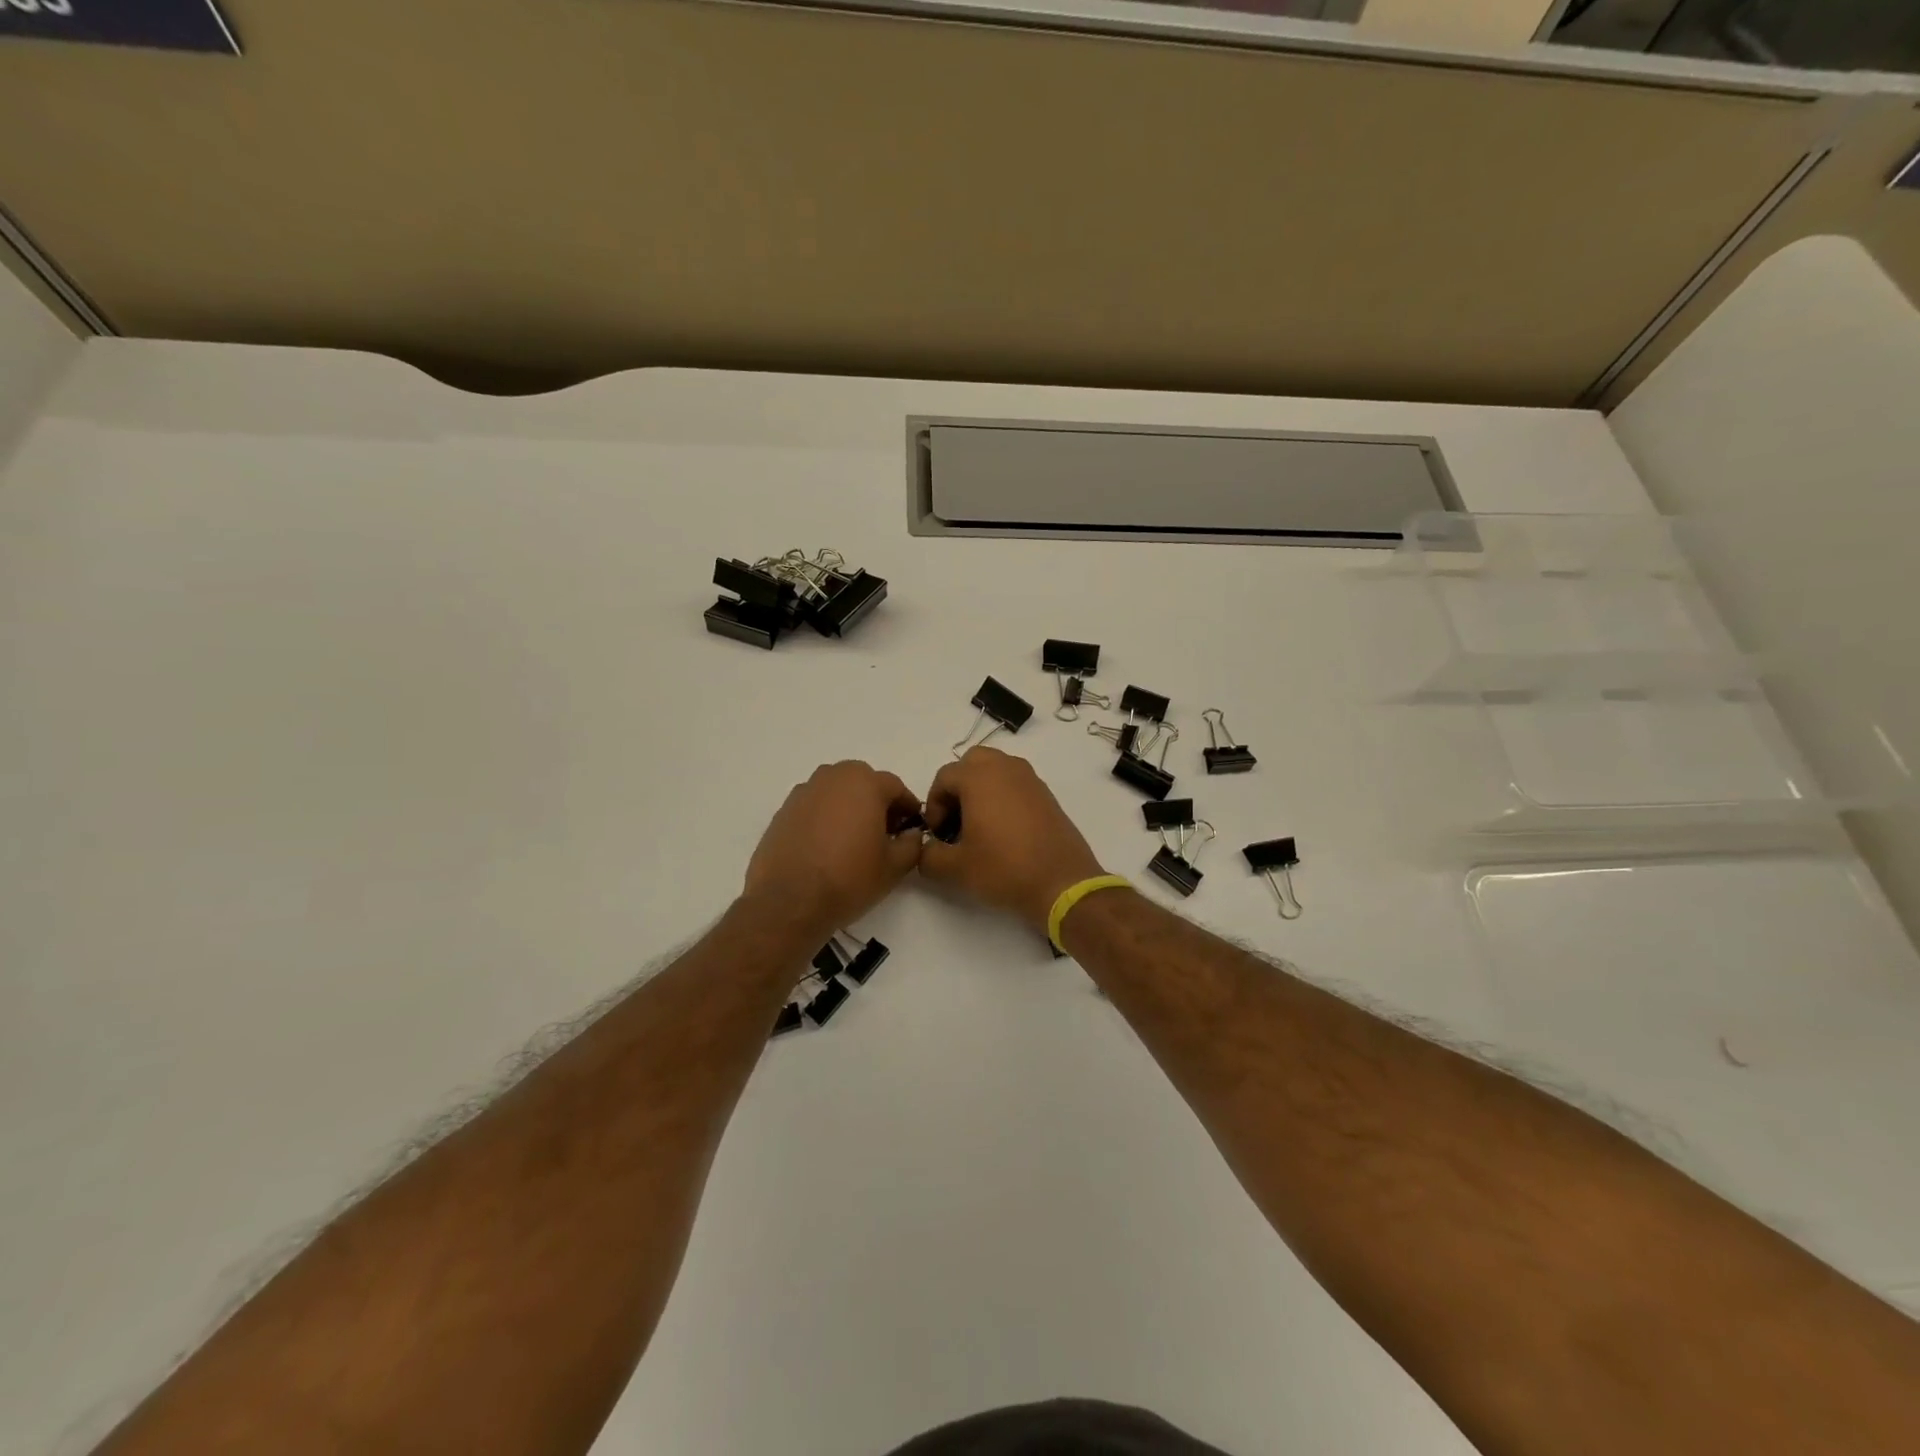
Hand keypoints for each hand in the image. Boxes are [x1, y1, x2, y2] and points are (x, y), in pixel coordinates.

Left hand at [744, 761, 924, 933]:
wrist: (789, 901)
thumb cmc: (849, 878)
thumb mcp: (895, 866)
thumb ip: (912, 843)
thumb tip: (911, 834)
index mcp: (864, 783)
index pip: (895, 786)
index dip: (907, 807)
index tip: (911, 828)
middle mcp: (832, 778)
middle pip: (863, 782)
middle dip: (877, 802)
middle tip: (883, 832)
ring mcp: (803, 792)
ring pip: (836, 792)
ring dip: (849, 807)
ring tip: (853, 839)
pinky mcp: (783, 811)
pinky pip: (814, 806)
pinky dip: (825, 817)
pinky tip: (826, 846)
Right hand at [919, 747, 1105, 935]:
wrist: (1062, 883)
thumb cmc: (1004, 869)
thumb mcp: (956, 868)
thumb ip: (929, 855)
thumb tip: (925, 849)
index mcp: (979, 776)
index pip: (944, 777)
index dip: (934, 806)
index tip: (939, 835)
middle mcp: (1005, 768)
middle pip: (971, 764)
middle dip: (958, 788)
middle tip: (956, 822)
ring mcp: (1030, 779)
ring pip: (996, 770)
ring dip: (981, 790)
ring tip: (979, 827)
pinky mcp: (1047, 795)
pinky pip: (1016, 784)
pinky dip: (1003, 797)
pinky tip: (1004, 832)